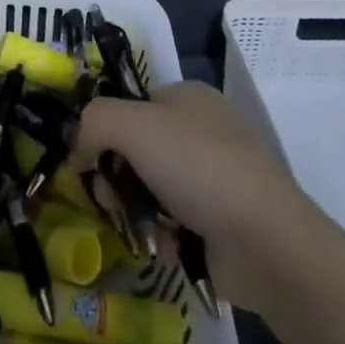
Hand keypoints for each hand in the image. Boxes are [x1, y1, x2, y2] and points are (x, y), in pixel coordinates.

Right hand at [73, 81, 319, 316]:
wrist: (266, 242)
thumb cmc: (198, 168)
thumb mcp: (133, 126)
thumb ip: (93, 123)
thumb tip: (78, 149)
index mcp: (188, 97)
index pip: (130, 106)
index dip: (105, 132)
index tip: (90, 161)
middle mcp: (204, 130)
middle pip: (136, 150)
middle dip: (118, 178)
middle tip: (112, 200)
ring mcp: (216, 177)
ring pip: (151, 189)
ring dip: (138, 211)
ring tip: (143, 229)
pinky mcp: (223, 220)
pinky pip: (175, 222)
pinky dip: (164, 235)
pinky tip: (168, 246)